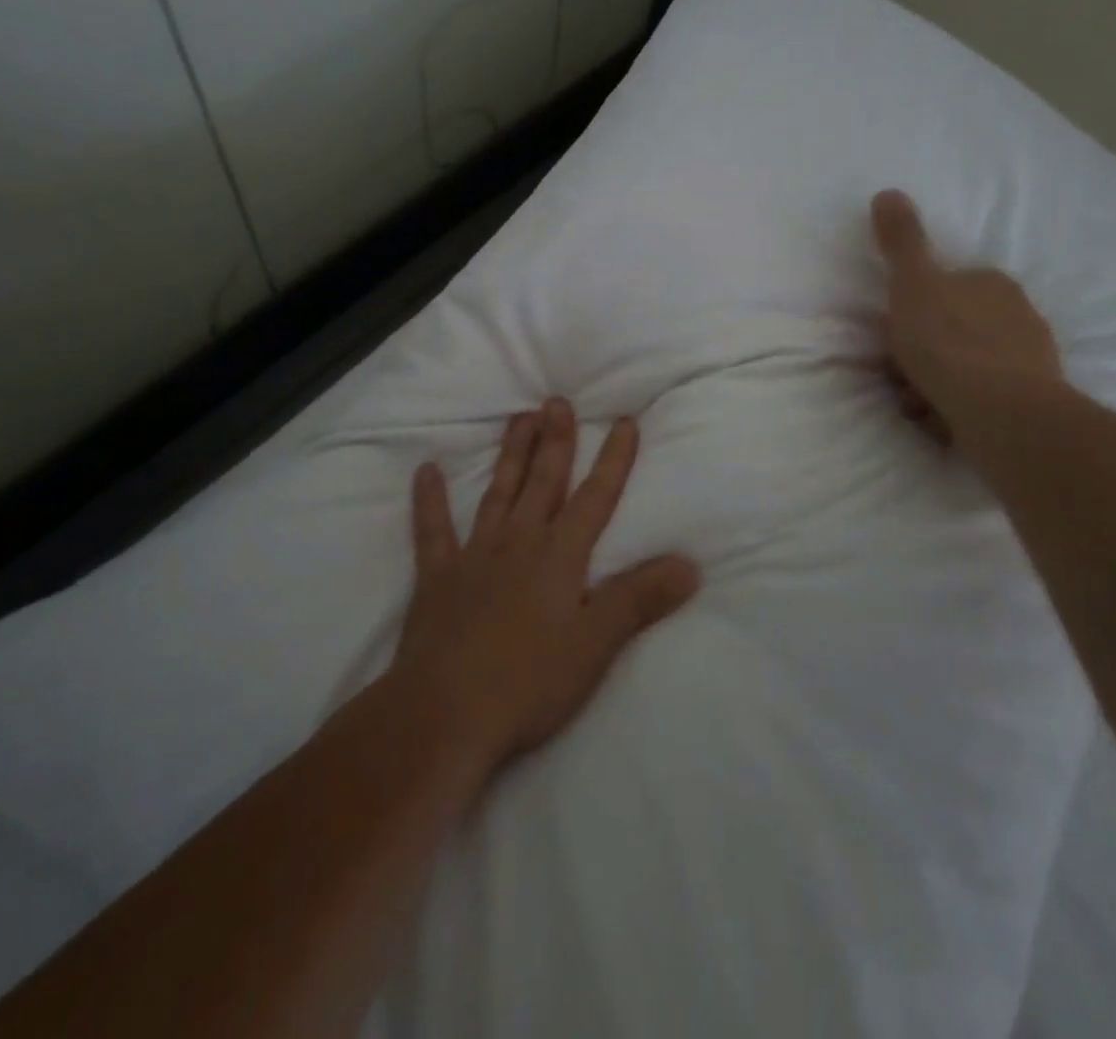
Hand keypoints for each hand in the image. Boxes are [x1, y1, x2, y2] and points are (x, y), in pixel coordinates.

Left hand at [392, 397, 699, 774]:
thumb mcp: (596, 645)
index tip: (623, 422)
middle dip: (555, 441)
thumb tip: (690, 564)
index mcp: (559, 556)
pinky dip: (429, 500)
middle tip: (556, 401)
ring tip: (518, 418)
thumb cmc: (528, 682)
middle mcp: (519, 542)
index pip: (595, 498)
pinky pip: (432, 530)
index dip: (613, 460)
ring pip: (497, 493)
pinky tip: (425, 470)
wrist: (444, 714)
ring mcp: (474, 556)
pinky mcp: (437, 578)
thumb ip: (640, 599)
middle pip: (543, 482)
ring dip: (510, 455)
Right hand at [870, 189, 1061, 446]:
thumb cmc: (951, 344)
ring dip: (934, 383)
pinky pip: (979, 399)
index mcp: (991, 284)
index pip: (946, 287)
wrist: (1002, 415)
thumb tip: (888, 192)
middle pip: (953, 329)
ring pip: (965, 367)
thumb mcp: (914, 285)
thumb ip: (901, 242)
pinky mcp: (1028, 404)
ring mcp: (1027, 362)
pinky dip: (955, 408)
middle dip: (923, 350)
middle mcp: (1017, 316)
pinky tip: (939, 420)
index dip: (914, 310)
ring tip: (916, 403)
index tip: (894, 332)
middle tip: (898, 372)